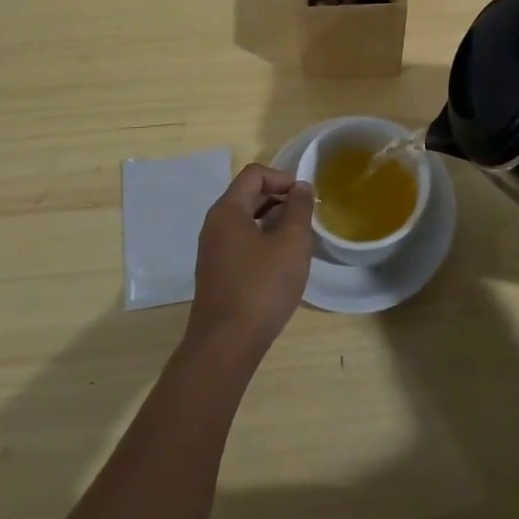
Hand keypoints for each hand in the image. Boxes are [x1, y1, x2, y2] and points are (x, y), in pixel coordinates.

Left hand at [186, 164, 315, 359]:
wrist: (226, 344)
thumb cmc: (262, 287)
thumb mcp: (291, 243)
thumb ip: (298, 209)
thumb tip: (300, 187)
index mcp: (227, 210)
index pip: (254, 174)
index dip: (282, 177)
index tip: (305, 197)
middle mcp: (214, 225)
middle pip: (247, 195)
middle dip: (279, 198)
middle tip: (306, 216)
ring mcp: (212, 250)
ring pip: (245, 220)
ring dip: (272, 221)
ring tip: (297, 238)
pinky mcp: (216, 273)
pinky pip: (240, 242)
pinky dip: (262, 240)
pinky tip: (281, 262)